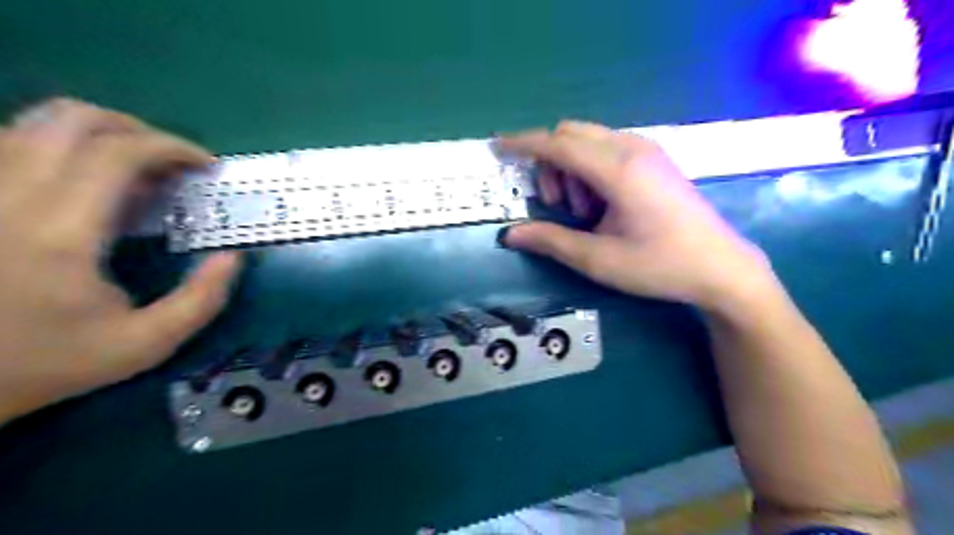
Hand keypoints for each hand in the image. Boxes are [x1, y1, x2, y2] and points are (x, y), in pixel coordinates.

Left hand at [1, 99, 242, 425]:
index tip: (206, 166)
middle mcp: (9, 196)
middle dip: (138, 130)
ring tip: (137, 170)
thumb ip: (201, 301)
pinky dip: (63, 147)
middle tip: (173, 162)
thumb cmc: (48, 362)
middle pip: (72, 120)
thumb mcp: (145, 345)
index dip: (171, 148)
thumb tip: (233, 257)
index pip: (117, 154)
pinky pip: (14, 142)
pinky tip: (87, 181)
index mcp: (60, 234)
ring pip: (37, 123)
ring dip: (102, 135)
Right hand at [501, 120, 773, 309]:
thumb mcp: (598, 260)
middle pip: (571, 134)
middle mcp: (632, 147)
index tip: (497, 147)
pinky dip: (590, 169)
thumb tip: (510, 234)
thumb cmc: (660, 265)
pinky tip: (603, 203)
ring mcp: (647, 150)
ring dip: (571, 168)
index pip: (558, 144)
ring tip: (584, 212)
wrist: (721, 268)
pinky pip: (607, 149)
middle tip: (556, 206)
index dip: (523, 144)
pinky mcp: (654, 159)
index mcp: (618, 169)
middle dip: (550, 163)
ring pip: (588, 140)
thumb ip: (551, 242)